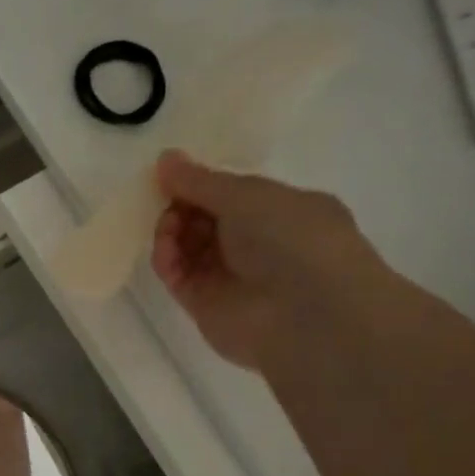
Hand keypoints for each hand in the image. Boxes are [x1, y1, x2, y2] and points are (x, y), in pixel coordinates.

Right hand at [150, 151, 387, 369]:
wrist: (309, 316)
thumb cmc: (293, 240)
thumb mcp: (247, 194)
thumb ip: (200, 179)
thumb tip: (165, 158)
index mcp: (282, 212)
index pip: (231, 194)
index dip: (201, 183)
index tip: (171, 174)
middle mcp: (258, 244)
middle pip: (204, 218)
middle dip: (181, 204)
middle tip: (165, 197)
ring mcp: (230, 276)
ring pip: (187, 245)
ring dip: (171, 229)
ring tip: (169, 224)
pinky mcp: (205, 304)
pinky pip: (177, 274)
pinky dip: (167, 258)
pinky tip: (166, 248)